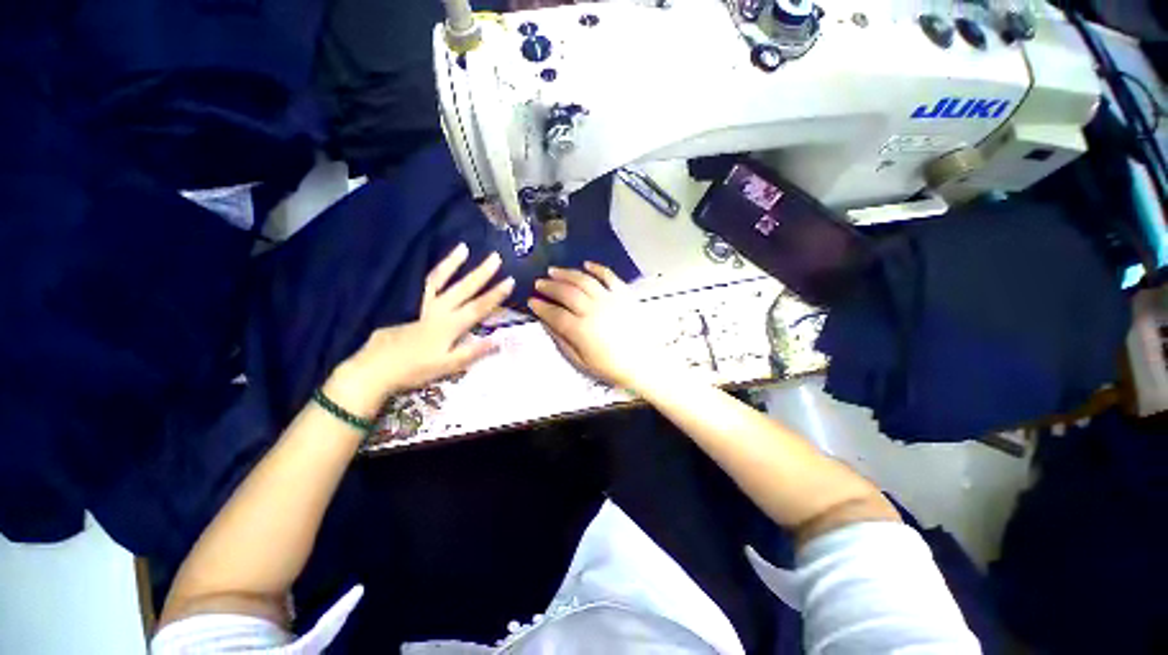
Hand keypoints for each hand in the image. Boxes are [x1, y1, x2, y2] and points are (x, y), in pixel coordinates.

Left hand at [327, 244, 512, 415]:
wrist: (375, 368)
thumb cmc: (414, 369)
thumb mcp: (448, 366)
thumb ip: (473, 351)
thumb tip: (499, 339)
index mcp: (451, 325)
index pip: (479, 307)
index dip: (496, 294)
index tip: (510, 280)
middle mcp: (439, 309)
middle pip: (464, 288)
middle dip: (482, 273)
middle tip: (496, 257)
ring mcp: (420, 304)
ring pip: (440, 279)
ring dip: (453, 263)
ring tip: (463, 247)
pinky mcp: (405, 303)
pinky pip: (420, 282)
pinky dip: (429, 271)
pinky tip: (434, 263)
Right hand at [528, 262, 658, 389]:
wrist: (642, 363)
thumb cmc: (610, 366)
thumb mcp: (581, 361)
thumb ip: (562, 340)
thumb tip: (547, 323)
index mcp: (581, 330)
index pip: (554, 314)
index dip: (540, 306)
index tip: (531, 301)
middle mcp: (593, 311)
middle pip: (567, 293)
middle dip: (549, 286)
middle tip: (539, 283)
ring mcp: (610, 300)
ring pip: (584, 281)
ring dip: (567, 273)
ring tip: (554, 271)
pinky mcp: (624, 295)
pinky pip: (609, 276)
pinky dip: (597, 268)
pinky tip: (586, 264)